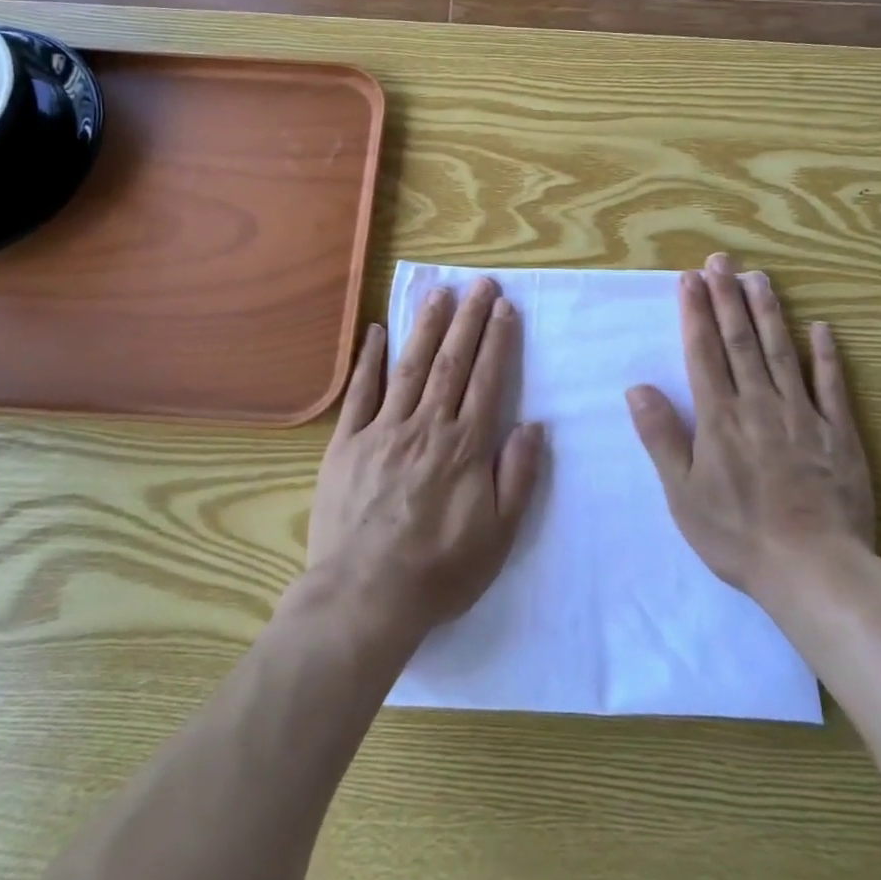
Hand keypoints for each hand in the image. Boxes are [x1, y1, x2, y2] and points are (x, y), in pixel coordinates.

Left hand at [307, 278, 543, 640]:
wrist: (365, 596)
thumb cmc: (439, 571)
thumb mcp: (498, 536)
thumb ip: (518, 476)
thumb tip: (533, 424)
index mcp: (465, 446)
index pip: (487, 380)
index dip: (497, 340)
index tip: (505, 307)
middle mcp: (426, 426)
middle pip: (452, 362)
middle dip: (468, 319)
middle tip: (480, 284)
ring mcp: (383, 430)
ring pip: (410, 366)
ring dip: (427, 326)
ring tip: (439, 292)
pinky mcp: (347, 442)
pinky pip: (360, 392)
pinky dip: (369, 359)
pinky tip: (377, 331)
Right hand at [625, 253, 875, 602]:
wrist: (814, 571)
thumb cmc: (737, 535)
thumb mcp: (683, 494)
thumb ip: (661, 437)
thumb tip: (638, 388)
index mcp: (719, 417)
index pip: (703, 352)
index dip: (695, 312)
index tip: (689, 279)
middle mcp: (759, 404)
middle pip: (741, 341)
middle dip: (727, 297)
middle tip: (721, 261)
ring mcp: (803, 416)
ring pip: (782, 352)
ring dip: (769, 312)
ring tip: (759, 278)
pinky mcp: (839, 434)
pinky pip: (832, 386)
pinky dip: (826, 355)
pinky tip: (821, 328)